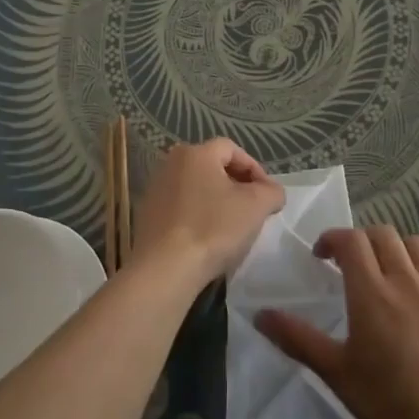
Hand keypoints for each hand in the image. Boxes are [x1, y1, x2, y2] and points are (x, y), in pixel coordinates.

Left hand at [132, 138, 285, 284]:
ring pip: (196, 188)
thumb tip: (271, 192)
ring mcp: (155, 189)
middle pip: (212, 167)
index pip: (232, 149)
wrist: (165, 268)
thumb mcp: (256, 206)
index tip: (267, 195)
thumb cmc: (213, 228)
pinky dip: (197, 216)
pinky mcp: (147, 215)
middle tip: (252, 209)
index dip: (255, 169)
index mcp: (195, 153)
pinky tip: (207, 238)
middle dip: (236, 185)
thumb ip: (272, 191)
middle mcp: (170, 164)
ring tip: (231, 225)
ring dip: (216, 201)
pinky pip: (181, 207)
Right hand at [256, 226, 418, 418]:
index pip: (351, 240)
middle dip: (363, 240)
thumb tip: (260, 314)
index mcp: (371, 291)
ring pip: (418, 246)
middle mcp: (407, 280)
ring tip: (389, 272)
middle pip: (384, 235)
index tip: (322, 256)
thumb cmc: (388, 401)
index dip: (333, 239)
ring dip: (398, 250)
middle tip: (352, 264)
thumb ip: (297, 339)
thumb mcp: (335, 372)